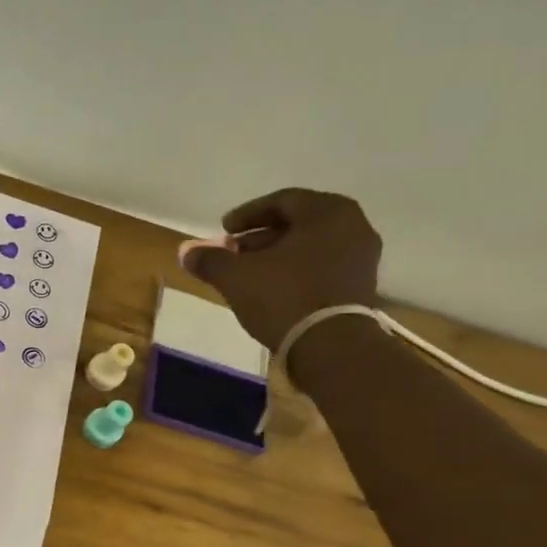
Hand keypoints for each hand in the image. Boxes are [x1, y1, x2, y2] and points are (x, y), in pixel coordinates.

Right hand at [180, 189, 381, 351]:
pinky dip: (296, 270)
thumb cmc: (284, 297)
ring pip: (311, 245)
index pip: (282, 200)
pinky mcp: (361, 286)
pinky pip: (323, 265)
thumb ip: (210, 259)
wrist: (331, 346)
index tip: (224, 230)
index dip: (247, 214)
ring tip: (249, 272)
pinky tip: (272, 288)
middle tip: (233, 251)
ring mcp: (361, 257)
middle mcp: (353, 226)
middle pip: (298, 223)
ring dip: (278, 254)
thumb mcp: (236, 276)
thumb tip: (185, 251)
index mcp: (327, 212)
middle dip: (261, 236)